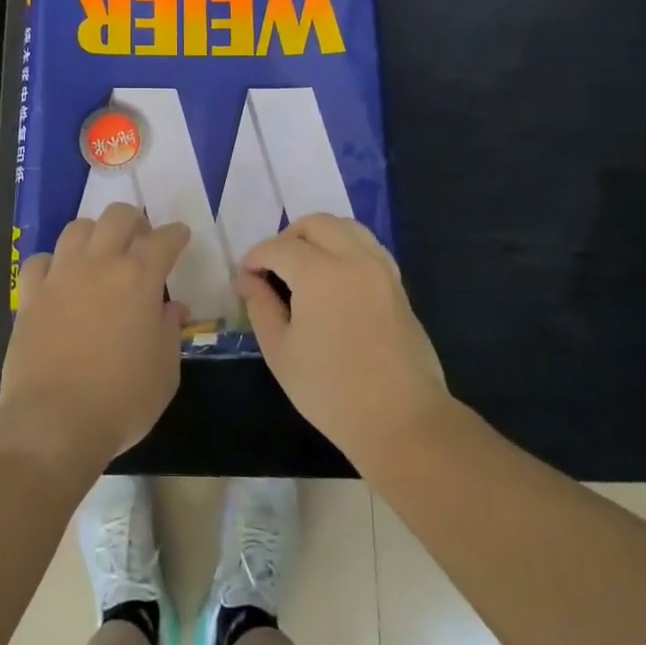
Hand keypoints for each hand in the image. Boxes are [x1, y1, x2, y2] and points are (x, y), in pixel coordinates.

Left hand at [0, 203, 190, 463]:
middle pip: (117, 217)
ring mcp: (60, 276)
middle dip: (135, 221)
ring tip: (101, 253)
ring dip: (95, 233)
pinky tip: (60, 279)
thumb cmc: (122, 400)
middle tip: (141, 239)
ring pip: (77, 229)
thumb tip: (170, 308)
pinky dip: (54, 263)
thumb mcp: (165, 371)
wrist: (54, 421)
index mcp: (139, 278)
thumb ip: (169, 331)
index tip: (180, 237)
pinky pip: (40, 260)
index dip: (176, 234)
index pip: (164, 239)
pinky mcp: (30, 295)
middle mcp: (99, 264)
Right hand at [236, 214, 449, 466]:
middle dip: (287, 238)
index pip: (279, 248)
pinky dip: (345, 247)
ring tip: (302, 268)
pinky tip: (333, 278)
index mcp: (320, 273)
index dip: (256, 258)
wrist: (401, 419)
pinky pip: (368, 247)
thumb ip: (261, 307)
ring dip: (319, 237)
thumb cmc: (331, 391)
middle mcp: (354, 259)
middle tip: (272, 269)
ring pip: (347, 228)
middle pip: (316, 224)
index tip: (244, 277)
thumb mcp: (281, 353)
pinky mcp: (398, 286)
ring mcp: (382, 270)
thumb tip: (248, 280)